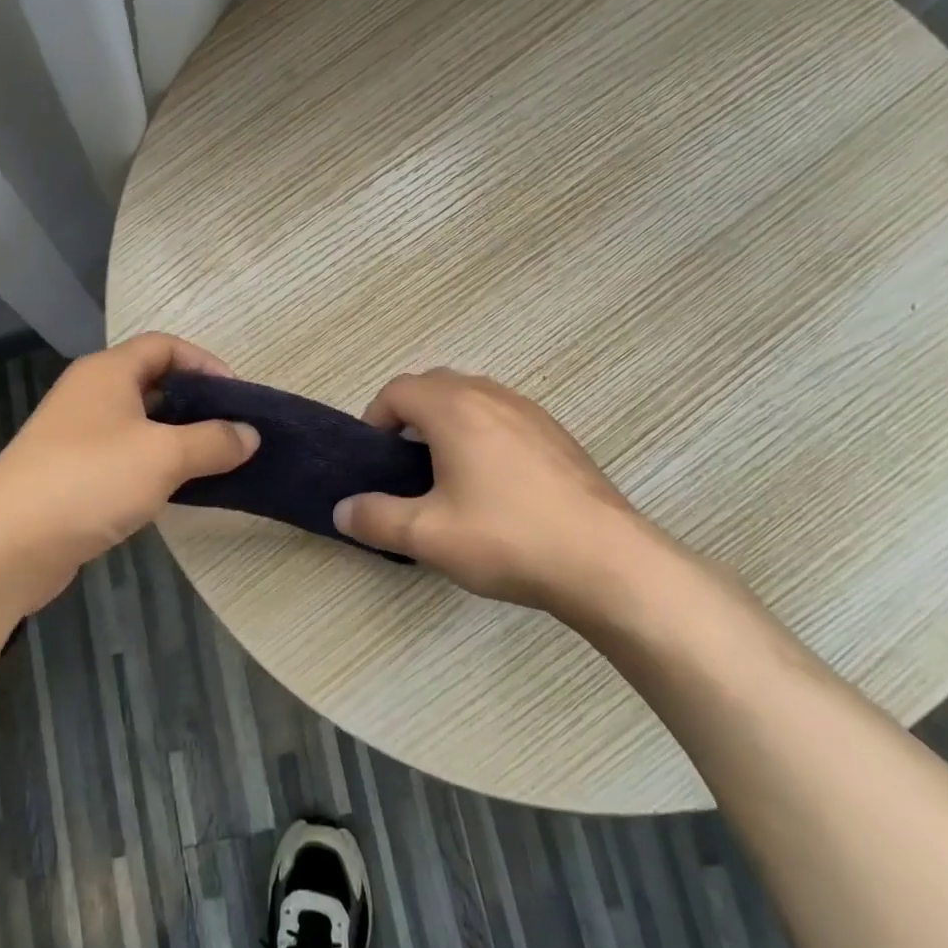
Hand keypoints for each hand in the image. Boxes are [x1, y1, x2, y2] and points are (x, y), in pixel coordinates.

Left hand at [0, 333, 259, 608]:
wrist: (7, 543)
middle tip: (232, 431)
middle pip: (152, 383)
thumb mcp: (164, 455)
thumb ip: (213, 441)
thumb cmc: (91, 479)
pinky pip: (123, 457)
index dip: (205, 363)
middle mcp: (90, 394)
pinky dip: (153, 466)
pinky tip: (176, 490)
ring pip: (138, 424)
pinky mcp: (71, 474)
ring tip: (214, 461)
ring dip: (176, 438)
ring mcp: (76, 435)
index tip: (237, 396)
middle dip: (194, 403)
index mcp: (108, 372)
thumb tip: (250, 434)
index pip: (165, 346)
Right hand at [333, 368, 689, 627]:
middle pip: (435, 385)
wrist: (606, 562)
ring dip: (447, 420)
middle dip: (409, 415)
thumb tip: (341, 510)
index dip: (375, 418)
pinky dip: (482, 431)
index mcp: (454, 408)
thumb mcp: (427, 536)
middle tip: (404, 463)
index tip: (376, 459)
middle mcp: (491, 396)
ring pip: (472, 396)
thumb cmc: (507, 539)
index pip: (398, 390)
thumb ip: (375, 519)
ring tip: (446, 471)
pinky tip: (493, 482)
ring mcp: (530, 411)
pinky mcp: (557, 434)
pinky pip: (503, 415)